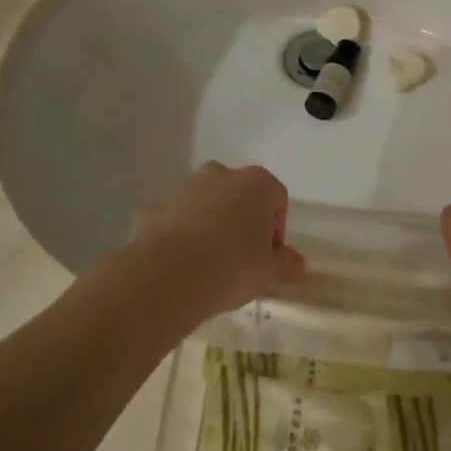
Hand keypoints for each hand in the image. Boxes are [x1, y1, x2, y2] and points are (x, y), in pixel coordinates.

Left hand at [130, 163, 305, 319]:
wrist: (166, 277)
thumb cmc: (231, 268)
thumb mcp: (269, 273)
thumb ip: (286, 263)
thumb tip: (296, 262)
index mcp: (256, 183)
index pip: (277, 199)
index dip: (277, 229)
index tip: (269, 257)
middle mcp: (220, 174)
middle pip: (240, 196)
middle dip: (243, 221)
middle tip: (241, 258)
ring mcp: (184, 187)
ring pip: (206, 204)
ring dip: (211, 225)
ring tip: (208, 263)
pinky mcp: (154, 206)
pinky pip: (176, 218)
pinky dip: (180, 234)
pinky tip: (180, 263)